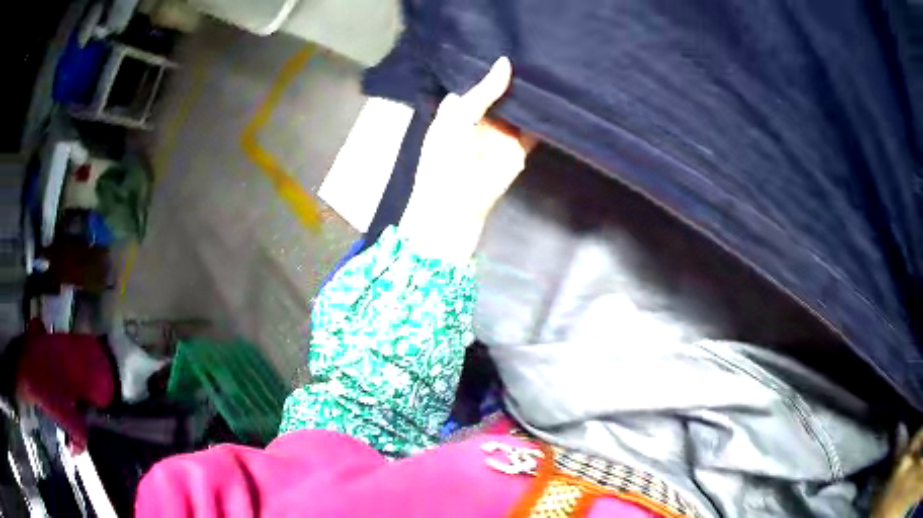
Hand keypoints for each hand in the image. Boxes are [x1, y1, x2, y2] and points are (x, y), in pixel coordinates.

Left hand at [399, 57, 535, 261]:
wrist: (456, 201)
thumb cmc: (446, 155)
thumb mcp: (459, 115)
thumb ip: (484, 90)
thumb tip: (506, 62)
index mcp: (459, 109)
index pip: (478, 83)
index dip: (491, 70)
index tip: (509, 47)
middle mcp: (482, 118)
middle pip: (502, 94)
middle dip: (515, 79)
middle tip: (535, 53)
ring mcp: (502, 133)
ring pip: (519, 109)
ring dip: (530, 96)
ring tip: (548, 68)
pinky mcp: (519, 149)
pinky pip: (533, 130)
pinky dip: (543, 118)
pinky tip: (556, 98)